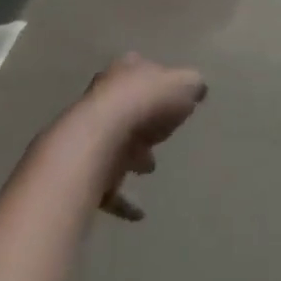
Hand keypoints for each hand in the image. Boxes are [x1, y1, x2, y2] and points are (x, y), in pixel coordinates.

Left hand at [73, 54, 206, 219]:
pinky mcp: (83, 169)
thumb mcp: (184, 84)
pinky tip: (140, 212)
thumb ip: (192, 85)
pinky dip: (123, 198)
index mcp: (126, 70)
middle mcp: (103, 96)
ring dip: (131, 155)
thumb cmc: (146, 103)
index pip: (140, 69)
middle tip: (160, 135)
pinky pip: (107, 185)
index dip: (156, 83)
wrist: (98, 141)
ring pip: (113, 143)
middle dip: (142, 121)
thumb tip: (197, 88)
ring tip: (150, 168)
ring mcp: (89, 133)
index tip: (170, 98)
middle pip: (125, 106)